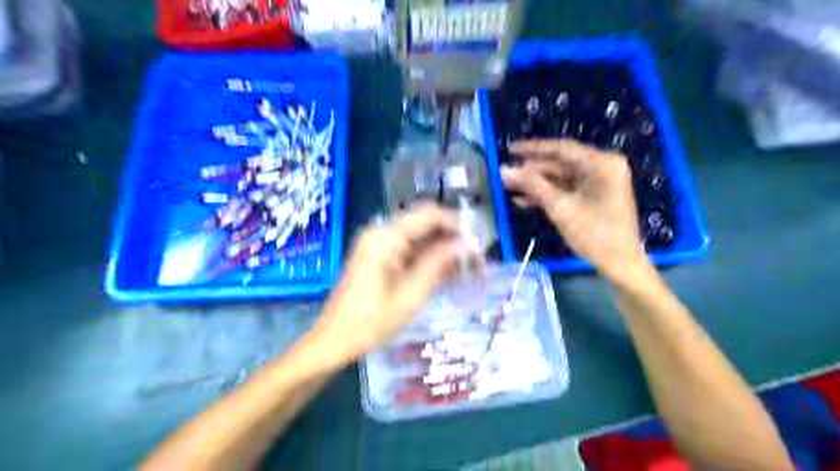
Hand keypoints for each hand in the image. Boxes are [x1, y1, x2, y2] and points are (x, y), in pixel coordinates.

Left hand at [312, 205, 479, 361]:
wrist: (334, 340)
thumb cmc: (372, 320)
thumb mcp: (412, 292)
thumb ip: (440, 262)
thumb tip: (468, 243)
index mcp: (387, 236)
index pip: (430, 215)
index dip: (457, 226)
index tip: (476, 247)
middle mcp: (382, 232)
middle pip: (425, 225)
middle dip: (451, 241)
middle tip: (472, 265)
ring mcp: (378, 244)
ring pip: (419, 238)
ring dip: (441, 252)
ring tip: (461, 275)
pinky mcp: (378, 256)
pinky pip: (409, 250)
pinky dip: (427, 260)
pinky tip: (442, 277)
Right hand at [502, 139, 643, 278]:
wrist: (620, 263)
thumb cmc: (594, 234)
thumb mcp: (560, 208)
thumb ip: (532, 186)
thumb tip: (504, 170)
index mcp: (601, 163)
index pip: (561, 148)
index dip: (533, 148)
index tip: (510, 149)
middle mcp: (602, 166)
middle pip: (560, 163)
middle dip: (532, 171)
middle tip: (507, 175)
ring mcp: (599, 181)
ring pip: (560, 177)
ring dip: (536, 184)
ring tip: (510, 188)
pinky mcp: (594, 194)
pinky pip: (566, 188)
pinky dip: (548, 194)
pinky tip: (524, 200)